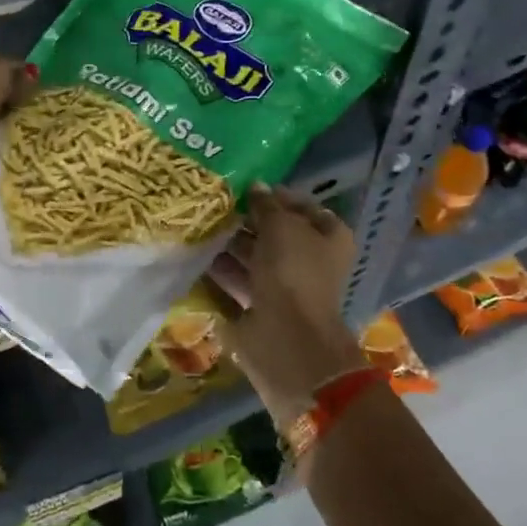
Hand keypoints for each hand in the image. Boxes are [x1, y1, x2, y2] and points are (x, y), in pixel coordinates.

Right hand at [210, 185, 366, 427]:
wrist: (286, 338)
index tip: (246, 188)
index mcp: (329, 238)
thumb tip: (256, 186)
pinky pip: (238, 284)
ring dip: (229, 246)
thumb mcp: (281, 226)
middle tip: (216, 206)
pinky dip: (221, 273)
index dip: (278, 197)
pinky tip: (196, 257)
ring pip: (254, 259)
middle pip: (276, 234)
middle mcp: (310, 261)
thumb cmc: (293, 272)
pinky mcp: (260, 308)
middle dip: (248, 221)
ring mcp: (285, 287)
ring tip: (200, 228)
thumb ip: (267, 205)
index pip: (304, 208)